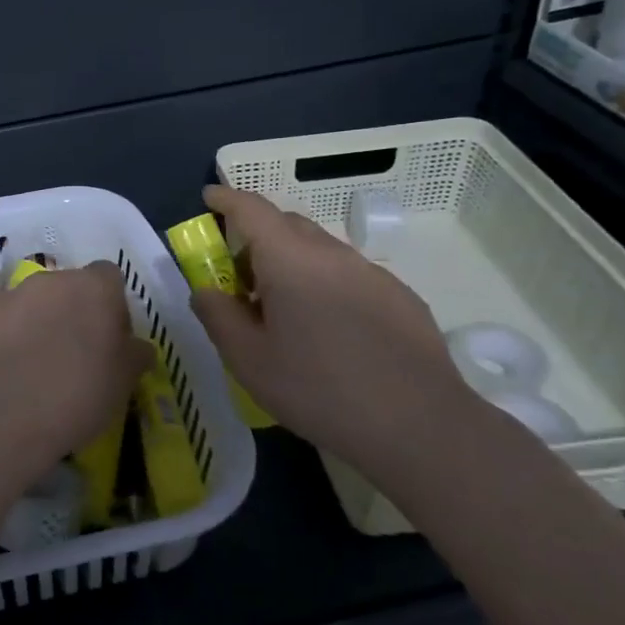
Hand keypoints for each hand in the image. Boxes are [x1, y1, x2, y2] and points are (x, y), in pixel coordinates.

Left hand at [0, 263, 152, 475]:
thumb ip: (135, 354)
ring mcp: (14, 292)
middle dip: (74, 310)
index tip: (111, 339)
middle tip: (75, 352)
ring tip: (34, 356)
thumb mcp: (125, 382)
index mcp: (96, 288)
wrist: (7, 417)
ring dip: (36, 314)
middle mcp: (55, 278)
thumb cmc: (79, 396)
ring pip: (31, 294)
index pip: (110, 277)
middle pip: (70, 284)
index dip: (112, 306)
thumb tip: (137, 346)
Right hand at [190, 185, 486, 470]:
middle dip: (257, 238)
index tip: (209, 197)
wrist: (419, 426)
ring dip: (293, 265)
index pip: (252, 209)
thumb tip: (205, 290)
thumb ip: (217, 316)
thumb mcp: (248, 360)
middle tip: (240, 279)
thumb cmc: (319, 390)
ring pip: (321, 251)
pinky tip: (332, 333)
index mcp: (290, 260)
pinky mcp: (401, 298)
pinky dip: (326, 286)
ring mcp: (373, 274)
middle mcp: (333, 254)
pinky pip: (351, 276)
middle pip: (288, 225)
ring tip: (285, 313)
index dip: (226, 198)